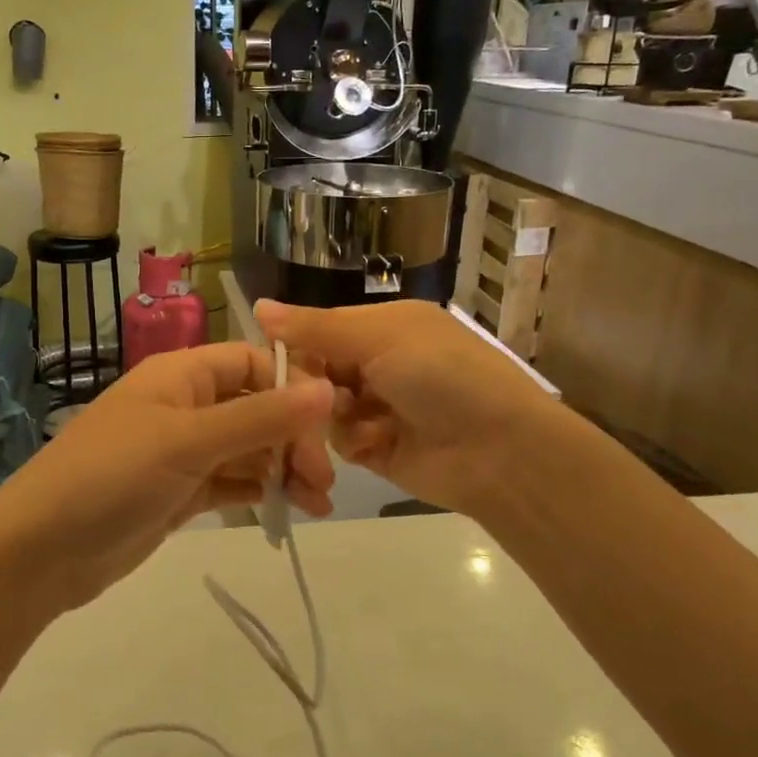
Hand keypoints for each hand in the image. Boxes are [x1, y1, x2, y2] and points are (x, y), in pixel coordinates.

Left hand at [0, 343, 334, 613]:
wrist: (40, 551)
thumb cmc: (112, 477)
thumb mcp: (188, 442)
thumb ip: (260, 417)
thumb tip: (328, 388)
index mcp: (181, 375)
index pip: (252, 363)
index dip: (292, 388)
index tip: (326, 427)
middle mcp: (184, 405)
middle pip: (256, 407)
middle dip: (293, 438)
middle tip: (322, 482)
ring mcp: (181, 451)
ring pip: (247, 448)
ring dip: (283, 469)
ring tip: (317, 504)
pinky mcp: (178, 491)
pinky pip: (230, 481)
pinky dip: (259, 491)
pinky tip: (287, 509)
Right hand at [255, 298, 572, 521]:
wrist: (500, 451)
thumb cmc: (442, 377)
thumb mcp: (380, 338)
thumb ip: (316, 328)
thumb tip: (257, 305)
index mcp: (384, 326)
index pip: (320, 329)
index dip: (297, 345)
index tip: (274, 362)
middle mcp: (379, 362)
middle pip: (317, 371)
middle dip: (311, 387)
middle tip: (323, 399)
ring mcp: (378, 407)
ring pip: (322, 408)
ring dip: (331, 418)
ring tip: (361, 426)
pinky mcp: (378, 448)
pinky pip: (341, 441)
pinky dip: (352, 442)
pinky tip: (376, 444)